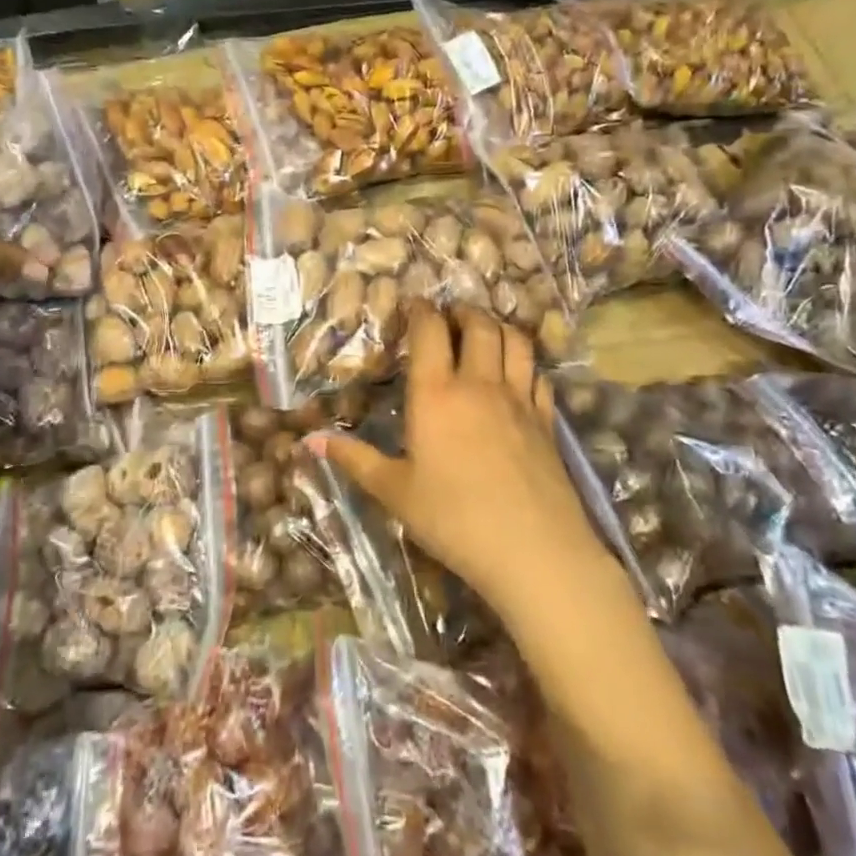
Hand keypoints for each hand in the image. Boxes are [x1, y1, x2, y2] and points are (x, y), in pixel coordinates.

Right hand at [312, 305, 601, 619]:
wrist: (532, 551)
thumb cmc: (453, 519)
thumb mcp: (394, 492)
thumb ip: (354, 459)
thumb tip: (309, 441)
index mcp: (436, 394)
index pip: (429, 331)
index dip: (420, 310)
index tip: (413, 305)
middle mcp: (479, 384)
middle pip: (479, 325)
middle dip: (463, 311)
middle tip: (449, 315)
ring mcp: (519, 400)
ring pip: (516, 341)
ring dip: (498, 326)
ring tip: (484, 331)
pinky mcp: (546, 421)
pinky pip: (538, 375)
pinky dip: (525, 362)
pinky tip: (517, 373)